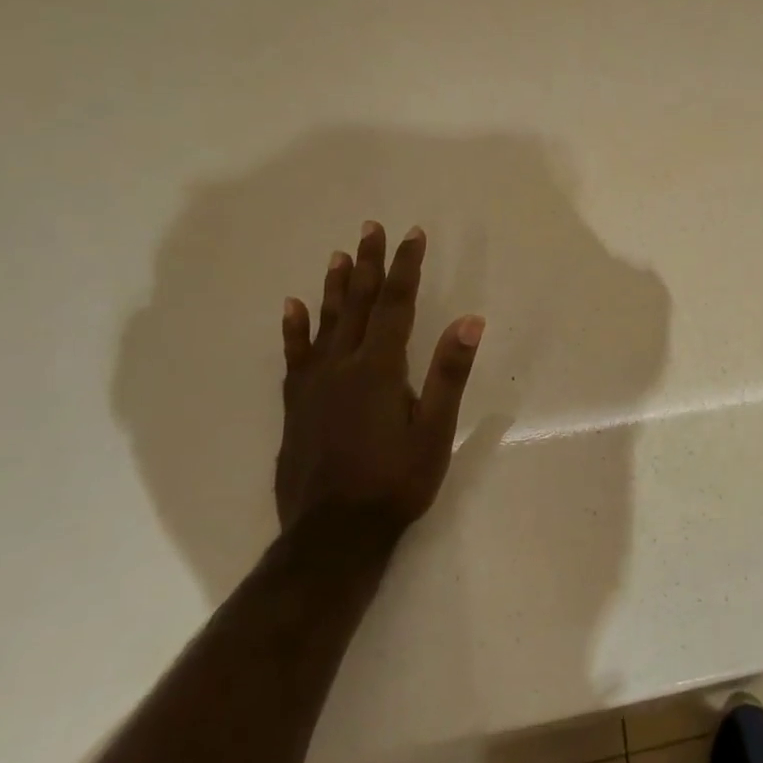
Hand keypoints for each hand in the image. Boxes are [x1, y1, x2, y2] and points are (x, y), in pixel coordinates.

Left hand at [276, 222, 484, 533]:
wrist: (334, 533)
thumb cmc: (395, 482)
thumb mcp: (435, 430)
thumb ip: (449, 373)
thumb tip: (469, 320)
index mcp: (379, 369)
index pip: (396, 305)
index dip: (405, 267)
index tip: (412, 234)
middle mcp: (342, 366)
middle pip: (359, 304)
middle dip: (370, 264)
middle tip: (372, 228)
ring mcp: (314, 385)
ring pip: (326, 323)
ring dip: (336, 287)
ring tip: (340, 255)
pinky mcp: (296, 405)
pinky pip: (295, 355)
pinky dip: (295, 328)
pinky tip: (294, 307)